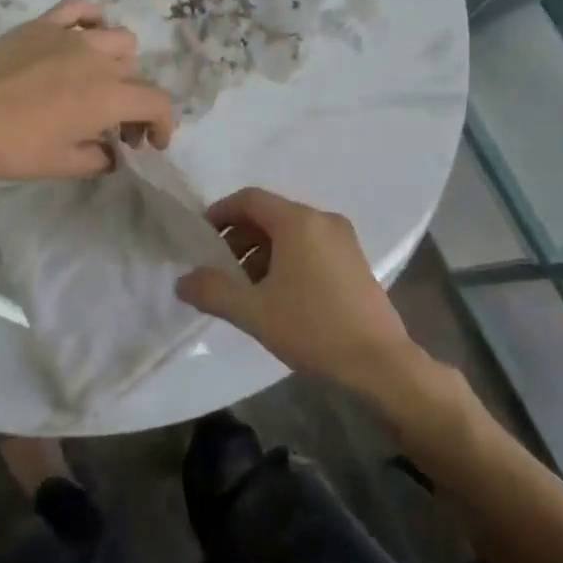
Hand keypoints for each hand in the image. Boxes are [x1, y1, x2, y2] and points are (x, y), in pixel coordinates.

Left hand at [0, 0, 174, 180]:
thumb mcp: (60, 165)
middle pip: (137, 75)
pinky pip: (80, 9)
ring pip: (118, 39)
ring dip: (120, 64)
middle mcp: (98, 60)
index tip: (150, 144)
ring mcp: (71, 36)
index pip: (157, 102)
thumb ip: (97, 158)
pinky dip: (92, 20)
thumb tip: (110, 153)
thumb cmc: (10, 148)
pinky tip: (84, 37)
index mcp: (109, 96)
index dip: (162, 125)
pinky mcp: (42, 24)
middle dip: (136, 103)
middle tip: (116, 128)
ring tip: (100, 83)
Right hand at [175, 188, 421, 396]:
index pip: (249, 199)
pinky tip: (277, 295)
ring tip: (246, 288)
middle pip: (269, 215)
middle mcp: (322, 220)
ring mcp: (343, 240)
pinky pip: (310, 246)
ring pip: (290, 233)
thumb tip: (182, 281)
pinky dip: (286, 259)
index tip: (200, 238)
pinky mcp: (354, 261)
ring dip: (261, 252)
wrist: (380, 363)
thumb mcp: (253, 312)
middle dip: (239, 237)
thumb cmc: (313, 328)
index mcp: (298, 222)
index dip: (220, 213)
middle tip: (219, 269)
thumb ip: (212, 291)